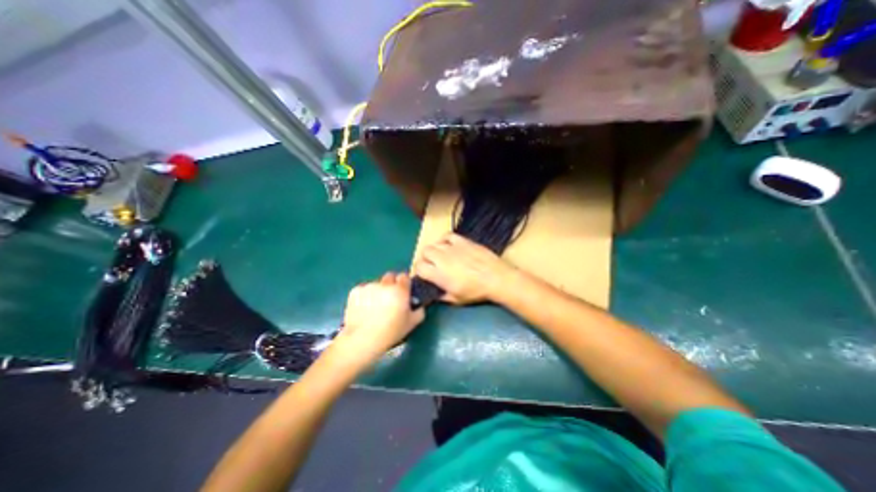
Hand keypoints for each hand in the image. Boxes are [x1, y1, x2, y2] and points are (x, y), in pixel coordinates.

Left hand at [330, 272, 425, 365]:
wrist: (363, 340)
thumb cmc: (390, 332)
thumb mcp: (411, 324)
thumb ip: (419, 311)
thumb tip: (419, 307)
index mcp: (400, 290)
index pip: (404, 276)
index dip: (404, 283)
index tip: (403, 291)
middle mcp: (384, 284)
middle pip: (390, 276)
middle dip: (391, 284)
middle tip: (390, 298)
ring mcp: (369, 287)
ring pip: (376, 284)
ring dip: (378, 291)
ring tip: (375, 306)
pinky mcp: (355, 292)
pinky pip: (363, 290)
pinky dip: (364, 296)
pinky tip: (364, 308)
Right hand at [416, 230, 513, 304]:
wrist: (496, 278)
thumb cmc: (476, 292)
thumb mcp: (456, 299)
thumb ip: (441, 296)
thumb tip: (433, 294)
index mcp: (439, 274)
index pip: (419, 267)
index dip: (420, 271)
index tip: (425, 275)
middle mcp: (442, 258)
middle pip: (424, 252)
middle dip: (425, 259)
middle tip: (432, 265)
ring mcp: (452, 247)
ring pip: (434, 244)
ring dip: (434, 250)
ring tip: (441, 256)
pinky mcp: (463, 241)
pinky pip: (447, 235)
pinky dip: (444, 240)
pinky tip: (448, 246)